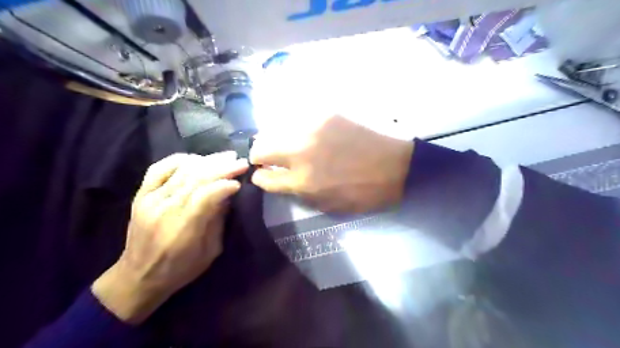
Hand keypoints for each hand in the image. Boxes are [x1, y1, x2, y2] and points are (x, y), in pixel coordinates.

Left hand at [91, 152, 247, 322]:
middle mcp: (164, 209)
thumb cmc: (180, 269)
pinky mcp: (141, 195)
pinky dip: (179, 160)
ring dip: (207, 160)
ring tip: (226, 157)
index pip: (205, 195)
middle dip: (222, 167)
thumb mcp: (210, 251)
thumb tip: (227, 194)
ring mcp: (150, 199)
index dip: (224, 185)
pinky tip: (196, 159)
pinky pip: (159, 168)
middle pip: (196, 178)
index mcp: (183, 229)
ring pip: (181, 170)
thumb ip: (218, 220)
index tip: (241, 181)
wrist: (138, 277)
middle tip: (240, 161)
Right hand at [248, 115, 412, 213]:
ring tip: (289, 145)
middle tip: (270, 159)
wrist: (395, 166)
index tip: (265, 174)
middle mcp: (300, 152)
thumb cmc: (362, 193)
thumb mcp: (327, 205)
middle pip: (259, 148)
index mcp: (302, 181)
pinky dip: (295, 128)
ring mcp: (311, 128)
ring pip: (274, 130)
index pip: (263, 177)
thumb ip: (298, 193)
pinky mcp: (324, 114)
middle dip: (259, 156)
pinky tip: (307, 134)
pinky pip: (297, 118)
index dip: (260, 177)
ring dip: (276, 140)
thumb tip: (281, 180)